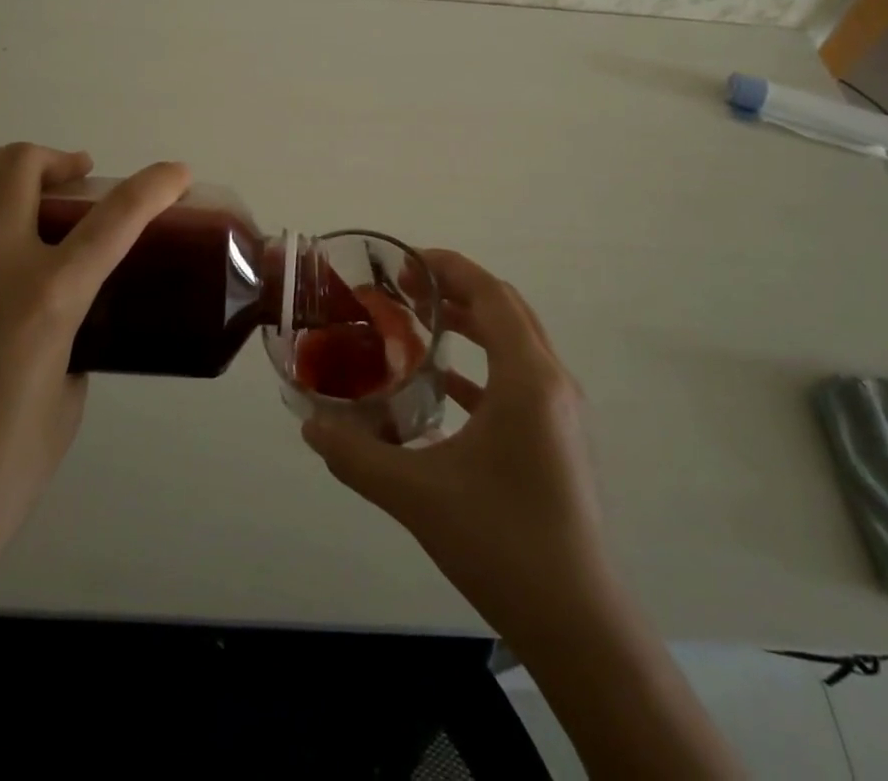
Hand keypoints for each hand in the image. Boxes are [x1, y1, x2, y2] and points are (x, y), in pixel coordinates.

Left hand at [0, 144, 191, 584]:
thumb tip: (61, 310)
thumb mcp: (67, 399)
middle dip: (57, 160)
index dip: (157, 185)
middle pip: (20, 167)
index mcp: (46, 302)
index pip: (117, 218)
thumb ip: (70, 337)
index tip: (176, 172)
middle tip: (71, 178)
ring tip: (3, 178)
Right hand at [301, 249, 614, 646]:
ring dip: (471, 323)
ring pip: (516, 341)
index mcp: (528, 378)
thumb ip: (357, 456)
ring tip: (418, 322)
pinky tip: (443, 386)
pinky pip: (519, 378)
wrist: (578, 624)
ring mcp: (562, 411)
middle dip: (456, 289)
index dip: (448, 268)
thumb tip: (310, 426)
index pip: (491, 294)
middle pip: (506, 309)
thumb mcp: (417, 495)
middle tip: (404, 288)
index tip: (404, 263)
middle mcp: (552, 381)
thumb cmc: (501, 543)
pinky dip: (483, 366)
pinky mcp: (560, 438)